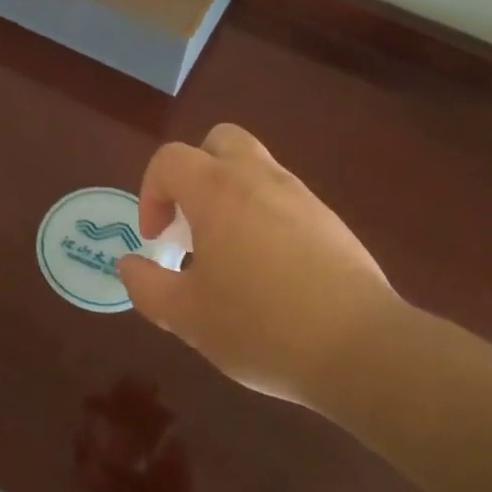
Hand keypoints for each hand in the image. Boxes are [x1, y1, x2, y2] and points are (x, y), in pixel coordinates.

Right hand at [118, 125, 401, 405]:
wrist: (361, 349)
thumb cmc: (261, 327)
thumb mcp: (187, 316)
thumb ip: (147, 286)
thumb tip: (130, 265)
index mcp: (217, 191)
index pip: (170, 159)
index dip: (151, 193)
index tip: (158, 240)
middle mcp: (260, 178)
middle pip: (219, 141)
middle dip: (194, 173)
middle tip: (191, 223)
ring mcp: (301, 196)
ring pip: (255, 168)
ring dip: (229, 195)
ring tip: (228, 255)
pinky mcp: (330, 220)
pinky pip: (284, 199)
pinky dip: (263, 216)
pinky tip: (269, 272)